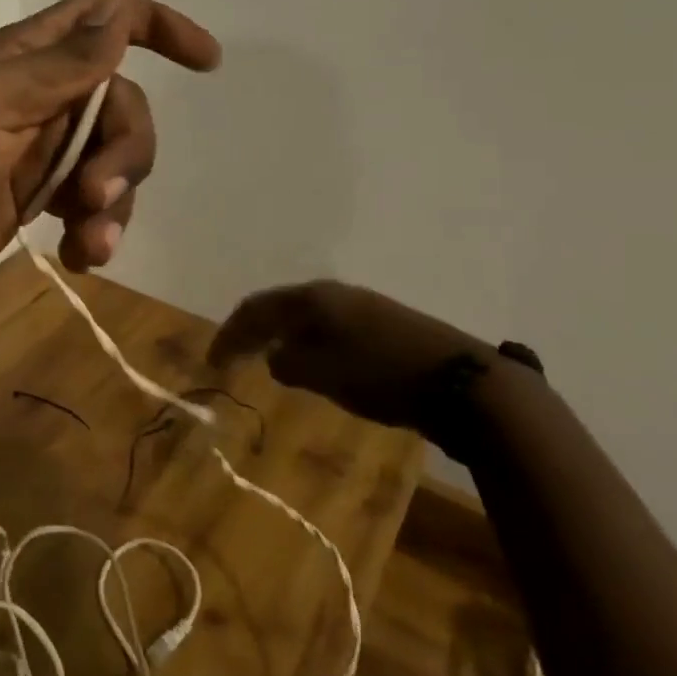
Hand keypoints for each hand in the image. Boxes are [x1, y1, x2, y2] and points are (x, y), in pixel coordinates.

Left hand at [0, 0, 220, 318]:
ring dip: (114, 201)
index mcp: (24, 61)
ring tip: (91, 242)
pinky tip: (83, 256)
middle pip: (120, 106)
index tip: (206, 61)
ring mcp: (40, 153)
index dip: (156, 27)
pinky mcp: (38, 201)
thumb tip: (119, 20)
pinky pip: (93, 205)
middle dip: (124, 151)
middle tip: (95, 195)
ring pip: (113, 161)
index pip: (102, 20)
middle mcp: (39, 100)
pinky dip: (99, 229)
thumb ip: (60, 67)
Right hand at [208, 281, 513, 451]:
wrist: (463, 382)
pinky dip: (307, 343)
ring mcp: (361, 305)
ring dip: (280, 337)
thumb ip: (288, 364)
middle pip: (278, 307)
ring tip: (267, 360)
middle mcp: (332, 293)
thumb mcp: (322, 374)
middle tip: (233, 358)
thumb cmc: (381, 375)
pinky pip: (328, 328)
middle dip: (252, 332)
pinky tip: (312, 362)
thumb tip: (277, 358)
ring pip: (305, 317)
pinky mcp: (384, 324)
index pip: (254, 310)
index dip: (229, 335)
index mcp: (311, 298)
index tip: (212, 363)